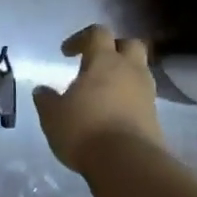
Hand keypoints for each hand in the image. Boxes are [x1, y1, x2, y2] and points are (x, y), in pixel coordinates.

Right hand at [32, 25, 164, 171]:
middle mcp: (130, 70)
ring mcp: (147, 93)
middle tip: (96, 64)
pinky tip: (113, 114)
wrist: (127, 163)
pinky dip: (129, 99)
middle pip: (130, 44)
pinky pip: (142, 97)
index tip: (66, 53)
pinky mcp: (155, 116)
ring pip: (139, 71)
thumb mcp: (53, 116)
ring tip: (104, 93)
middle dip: (114, 49)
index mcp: (104, 61)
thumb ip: (46, 100)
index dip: (81, 38)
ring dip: (124, 75)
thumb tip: (42, 90)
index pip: (98, 33)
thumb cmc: (85, 129)